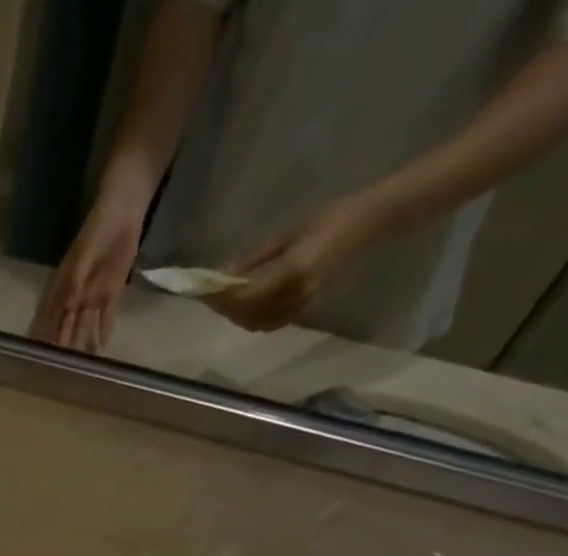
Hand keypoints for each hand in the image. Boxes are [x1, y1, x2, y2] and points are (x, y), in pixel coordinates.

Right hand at [30, 196, 145, 353]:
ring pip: (84, 323)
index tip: (42, 353)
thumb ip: (75, 280)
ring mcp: (93, 294)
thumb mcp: (83, 255)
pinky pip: (107, 315)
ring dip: (82, 340)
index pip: (52, 315)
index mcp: (64, 285)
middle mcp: (75, 294)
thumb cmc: (97, 229)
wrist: (123, 211)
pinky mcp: (111, 290)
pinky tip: (102, 346)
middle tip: (62, 366)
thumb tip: (67, 307)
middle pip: (67, 324)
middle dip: (64, 343)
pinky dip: (104, 329)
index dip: (47, 333)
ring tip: (81, 363)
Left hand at [204, 197, 377, 333]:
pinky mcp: (303, 309)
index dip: (221, 296)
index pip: (245, 295)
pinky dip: (251, 318)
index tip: (203, 289)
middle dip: (224, 306)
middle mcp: (295, 295)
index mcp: (292, 272)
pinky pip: (269, 323)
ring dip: (235, 314)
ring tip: (223, 299)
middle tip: (209, 294)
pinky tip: (244, 305)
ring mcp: (301, 305)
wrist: (364, 225)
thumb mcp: (284, 235)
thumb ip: (253, 260)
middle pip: (247, 313)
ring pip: (255, 323)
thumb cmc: (326, 219)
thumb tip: (223, 276)